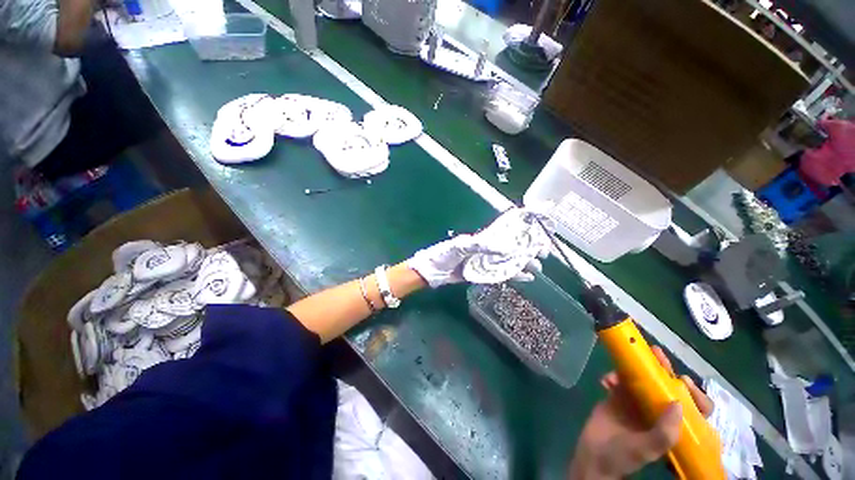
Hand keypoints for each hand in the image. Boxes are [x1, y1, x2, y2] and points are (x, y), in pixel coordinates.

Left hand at [407, 208, 551, 287]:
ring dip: (524, 263)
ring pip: (510, 261)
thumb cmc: (445, 254)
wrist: (434, 271)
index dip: (522, 230)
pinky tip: (527, 277)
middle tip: (544, 252)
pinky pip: (502, 274)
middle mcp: (488, 249)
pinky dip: (515, 275)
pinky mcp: (484, 273)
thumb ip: (481, 246)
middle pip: (513, 247)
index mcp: (484, 238)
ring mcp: (487, 262)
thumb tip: (506, 248)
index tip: (539, 230)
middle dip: (529, 248)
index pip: (507, 231)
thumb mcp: (461, 246)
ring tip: (538, 266)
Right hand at [568, 346, 713, 479]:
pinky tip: (605, 381)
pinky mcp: (617, 397)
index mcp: (672, 426)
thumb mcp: (646, 449)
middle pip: (666, 387)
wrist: (592, 457)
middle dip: (662, 369)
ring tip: (621, 365)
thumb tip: (678, 403)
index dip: (693, 394)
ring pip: (641, 379)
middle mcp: (657, 413)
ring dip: (633, 369)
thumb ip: (664, 432)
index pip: (693, 409)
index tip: (682, 380)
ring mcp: (637, 404)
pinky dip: (613, 377)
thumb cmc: (622, 456)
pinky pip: (618, 380)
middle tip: (655, 353)